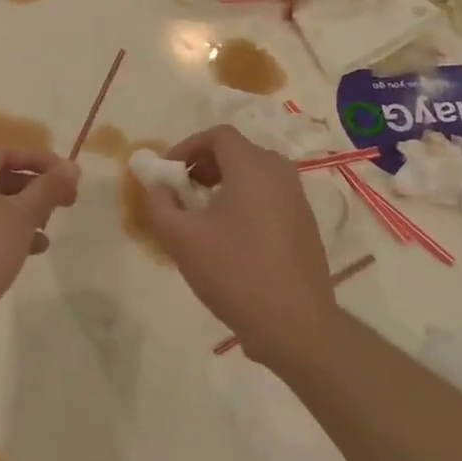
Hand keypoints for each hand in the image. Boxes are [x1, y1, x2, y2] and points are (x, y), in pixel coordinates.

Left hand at [0, 149, 78, 323]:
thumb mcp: (24, 215)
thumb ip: (49, 188)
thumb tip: (72, 167)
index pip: (8, 153)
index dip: (41, 161)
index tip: (67, 176)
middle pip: (0, 178)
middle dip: (34, 189)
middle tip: (63, 204)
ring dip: (23, 213)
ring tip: (47, 231)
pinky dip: (5, 231)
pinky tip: (29, 251)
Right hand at [141, 126, 336, 366]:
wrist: (294, 324)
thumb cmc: (234, 272)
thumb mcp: (181, 239)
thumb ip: (159, 204)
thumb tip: (156, 185)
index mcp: (253, 167)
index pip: (218, 135)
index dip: (187, 147)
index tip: (168, 174)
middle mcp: (280, 173)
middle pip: (237, 152)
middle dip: (204, 165)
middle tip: (182, 193)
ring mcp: (298, 199)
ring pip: (255, 175)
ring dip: (224, 184)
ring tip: (202, 217)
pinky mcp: (305, 225)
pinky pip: (269, 197)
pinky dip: (245, 202)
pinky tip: (231, 240)